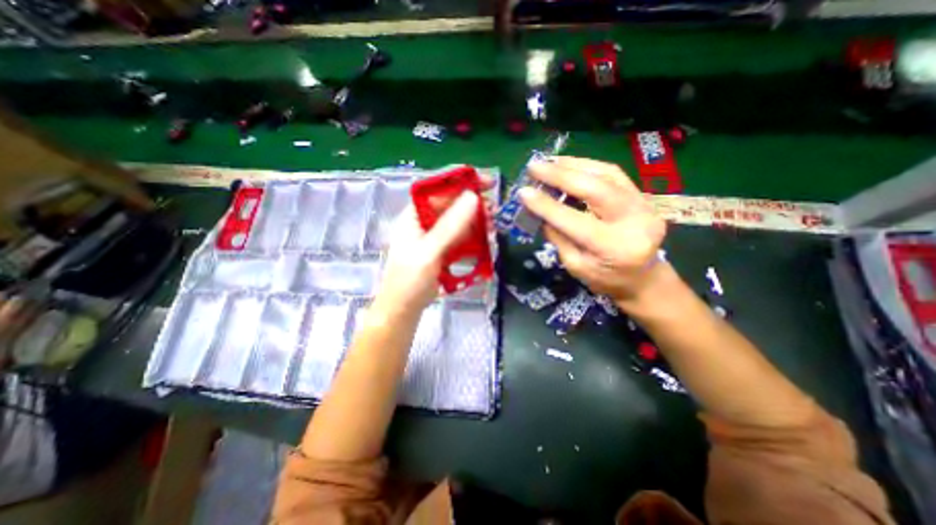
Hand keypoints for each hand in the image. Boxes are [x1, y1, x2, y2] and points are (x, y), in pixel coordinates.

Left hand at [374, 192, 482, 316]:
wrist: (402, 310)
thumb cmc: (409, 281)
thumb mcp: (429, 252)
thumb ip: (450, 226)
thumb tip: (473, 196)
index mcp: (413, 216)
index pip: (438, 190)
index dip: (461, 182)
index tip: (486, 183)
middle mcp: (423, 223)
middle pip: (450, 204)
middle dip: (472, 204)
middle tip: (494, 209)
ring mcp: (432, 237)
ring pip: (457, 221)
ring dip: (475, 221)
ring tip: (493, 225)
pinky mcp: (441, 251)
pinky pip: (459, 238)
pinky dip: (472, 237)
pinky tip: (484, 241)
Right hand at [519, 154, 664, 306]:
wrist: (643, 278)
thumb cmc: (605, 278)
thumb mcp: (575, 266)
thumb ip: (558, 237)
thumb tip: (538, 210)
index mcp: (613, 248)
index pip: (574, 221)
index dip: (546, 205)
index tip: (523, 192)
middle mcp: (634, 222)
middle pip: (596, 189)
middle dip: (560, 175)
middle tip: (534, 167)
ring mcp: (644, 205)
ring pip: (607, 174)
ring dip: (573, 165)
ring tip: (548, 162)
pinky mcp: (644, 196)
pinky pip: (614, 174)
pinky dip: (588, 166)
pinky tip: (569, 165)